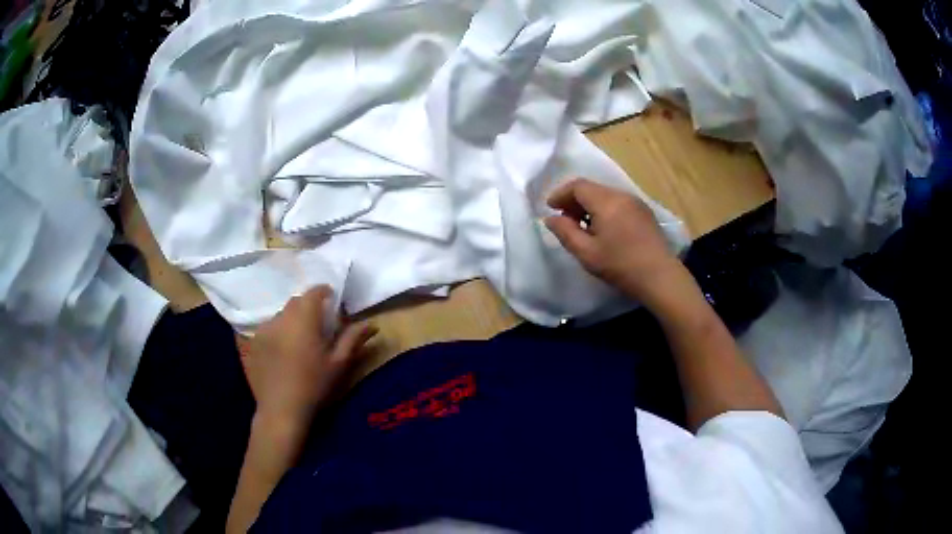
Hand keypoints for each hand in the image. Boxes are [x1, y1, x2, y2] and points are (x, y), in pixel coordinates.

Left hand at [238, 286, 377, 427]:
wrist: (281, 410)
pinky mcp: (252, 343)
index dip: (323, 292)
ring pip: (280, 316)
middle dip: (307, 307)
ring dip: (291, 321)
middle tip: (318, 324)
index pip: (313, 292)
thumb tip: (372, 324)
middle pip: (295, 303)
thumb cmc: (314, 386)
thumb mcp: (339, 364)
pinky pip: (267, 330)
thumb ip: (353, 339)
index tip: (331, 300)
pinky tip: (281, 352)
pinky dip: (276, 333)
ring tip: (298, 340)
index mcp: (304, 319)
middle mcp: (281, 318)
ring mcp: (263, 330)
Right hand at [544, 178, 683, 309]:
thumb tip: (550, 218)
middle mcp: (622, 195)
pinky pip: (618, 203)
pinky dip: (605, 210)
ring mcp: (636, 202)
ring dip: (590, 206)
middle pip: (592, 188)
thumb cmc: (620, 265)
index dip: (560, 194)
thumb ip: (565, 232)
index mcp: (606, 202)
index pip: (578, 186)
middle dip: (574, 200)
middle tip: (565, 220)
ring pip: (606, 195)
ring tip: (583, 227)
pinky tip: (604, 230)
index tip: (550, 209)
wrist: (660, 277)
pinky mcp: (645, 212)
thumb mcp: (586, 253)